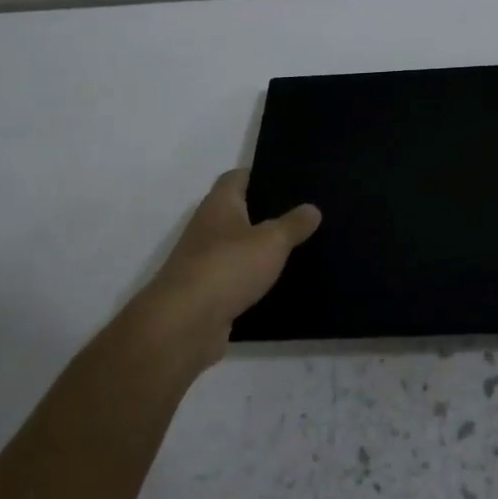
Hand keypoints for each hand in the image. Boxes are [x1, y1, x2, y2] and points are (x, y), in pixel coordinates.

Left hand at [137, 170, 320, 346]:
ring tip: (300, 248)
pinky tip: (280, 284)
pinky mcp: (207, 292)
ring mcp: (204, 261)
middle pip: (239, 212)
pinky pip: (237, 278)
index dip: (262, 175)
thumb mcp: (272, 241)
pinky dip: (254, 279)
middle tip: (304, 216)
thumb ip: (293, 224)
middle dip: (267, 214)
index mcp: (219, 204)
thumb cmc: (228, 267)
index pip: (237, 177)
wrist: (185, 323)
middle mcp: (208, 227)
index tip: (291, 181)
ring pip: (238, 247)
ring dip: (261, 249)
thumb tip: (312, 208)